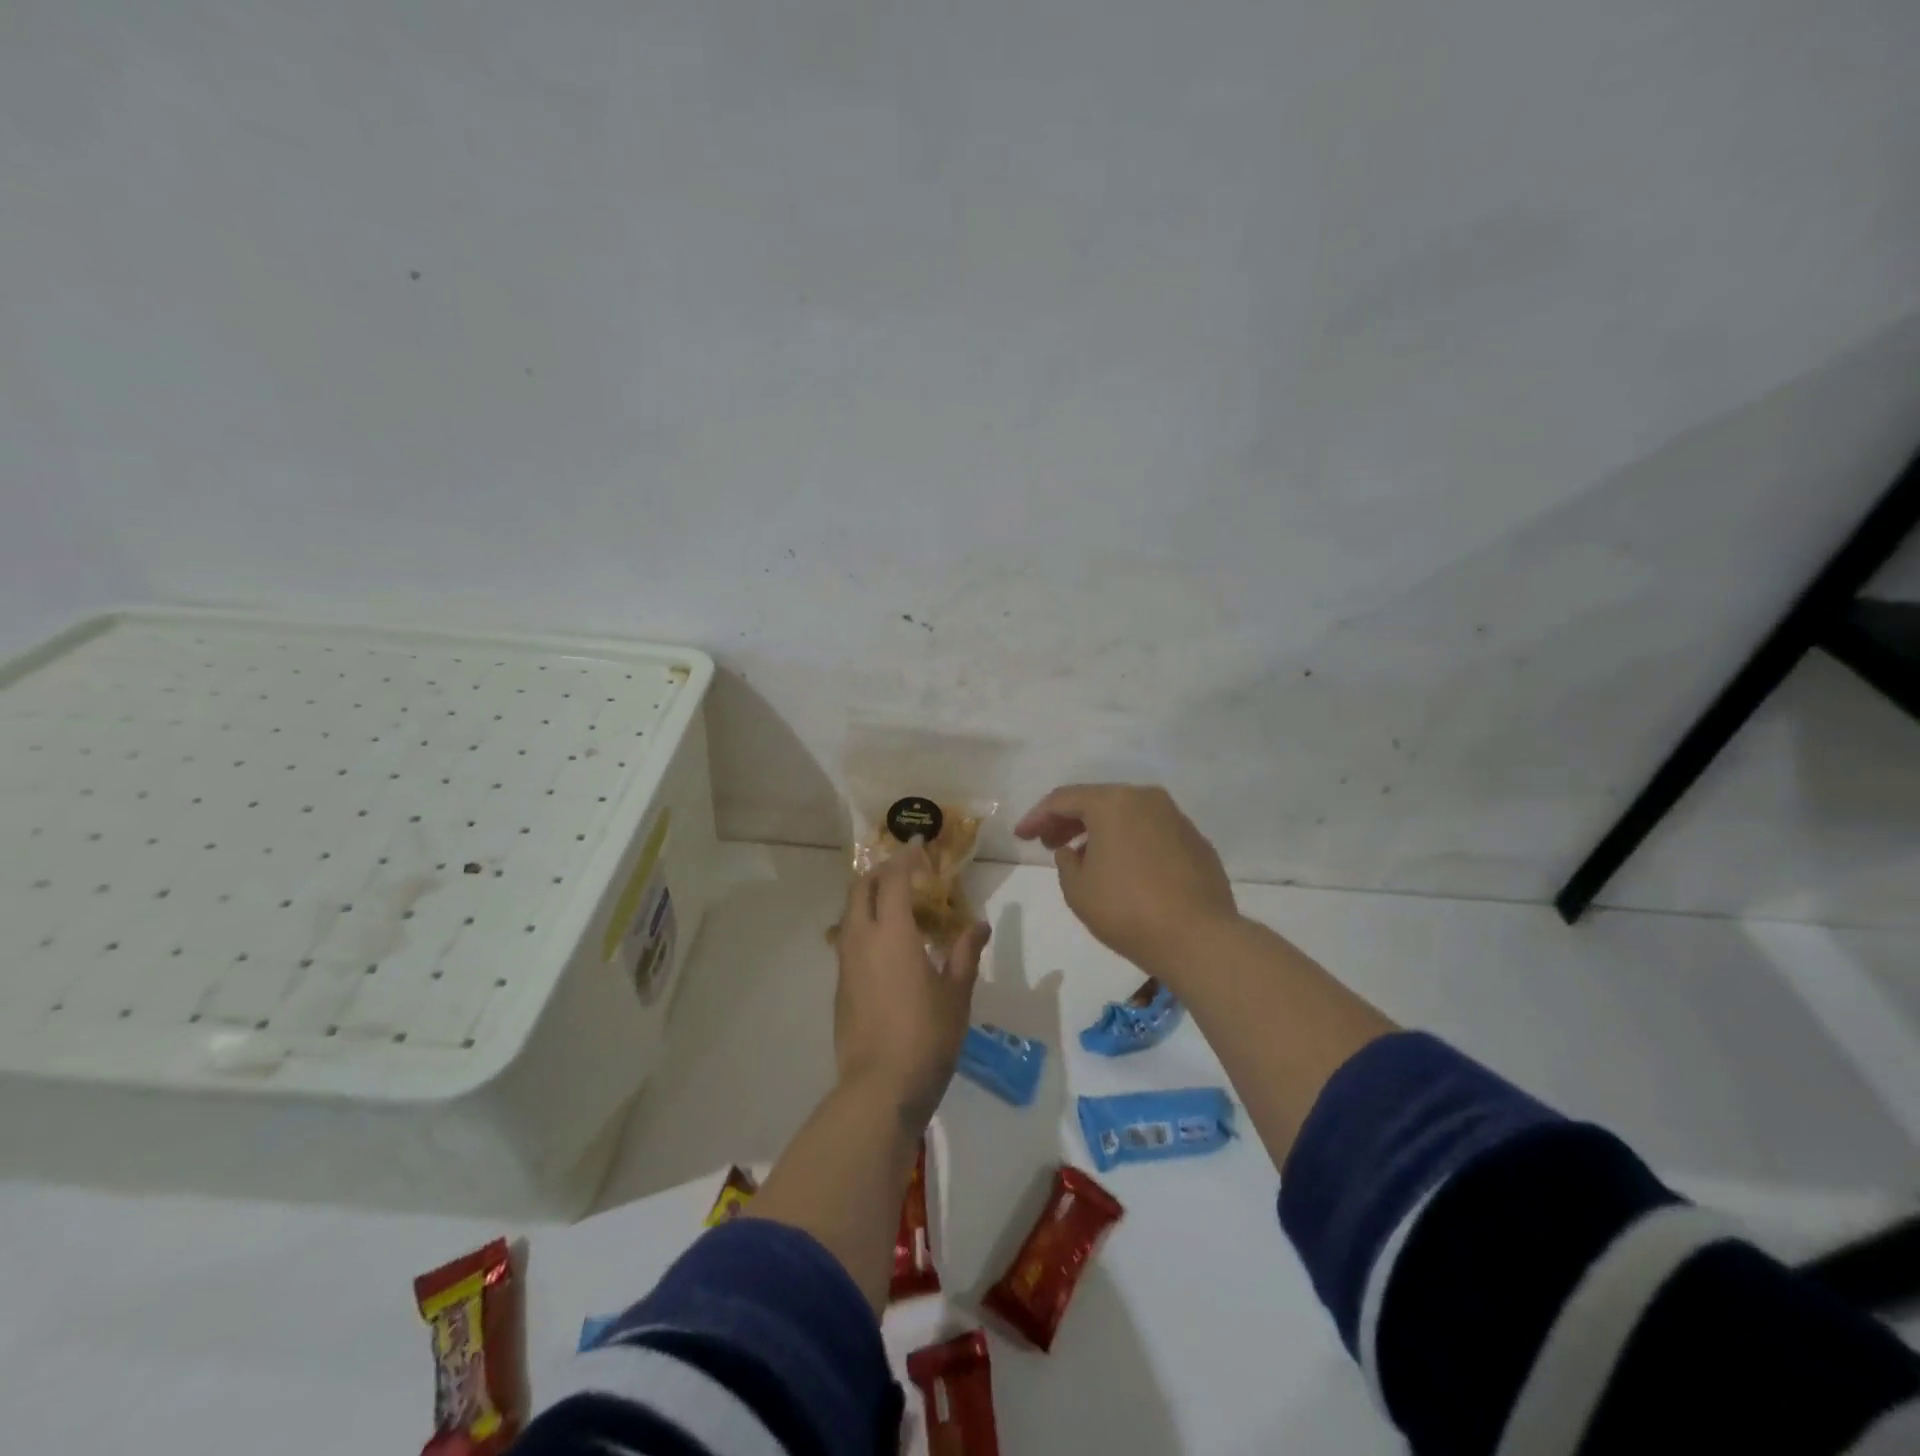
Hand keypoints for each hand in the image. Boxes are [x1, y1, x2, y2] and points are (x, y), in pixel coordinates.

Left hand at [834, 843, 990, 1128]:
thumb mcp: (957, 993)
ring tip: (898, 905)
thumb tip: (980, 924)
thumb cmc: (927, 1035)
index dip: (906, 857)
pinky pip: (848, 939)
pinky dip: (865, 925)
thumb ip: (966, 952)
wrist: (880, 1087)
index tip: (918, 844)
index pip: (895, 879)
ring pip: (850, 913)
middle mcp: (862, 939)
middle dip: (880, 871)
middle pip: (861, 888)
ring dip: (869, 897)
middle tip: (906, 871)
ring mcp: (846, 963)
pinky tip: (887, 945)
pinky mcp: (840, 986)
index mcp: (893, 933)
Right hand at [1014, 784, 1237, 982]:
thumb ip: (1066, 862)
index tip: (1020, 836)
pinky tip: (1123, 869)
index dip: (1037, 816)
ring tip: (1083, 857)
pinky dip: (1130, 843)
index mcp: (1113, 802)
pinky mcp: (1196, 841)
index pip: (1063, 799)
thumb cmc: (1127, 909)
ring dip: (1100, 831)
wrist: (1199, 938)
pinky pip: (1152, 832)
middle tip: (1047, 843)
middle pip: (1098, 801)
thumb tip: (1074, 850)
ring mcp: (1176, 818)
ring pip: (1127, 815)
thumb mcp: (1077, 889)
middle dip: (1068, 821)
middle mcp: (1146, 799)